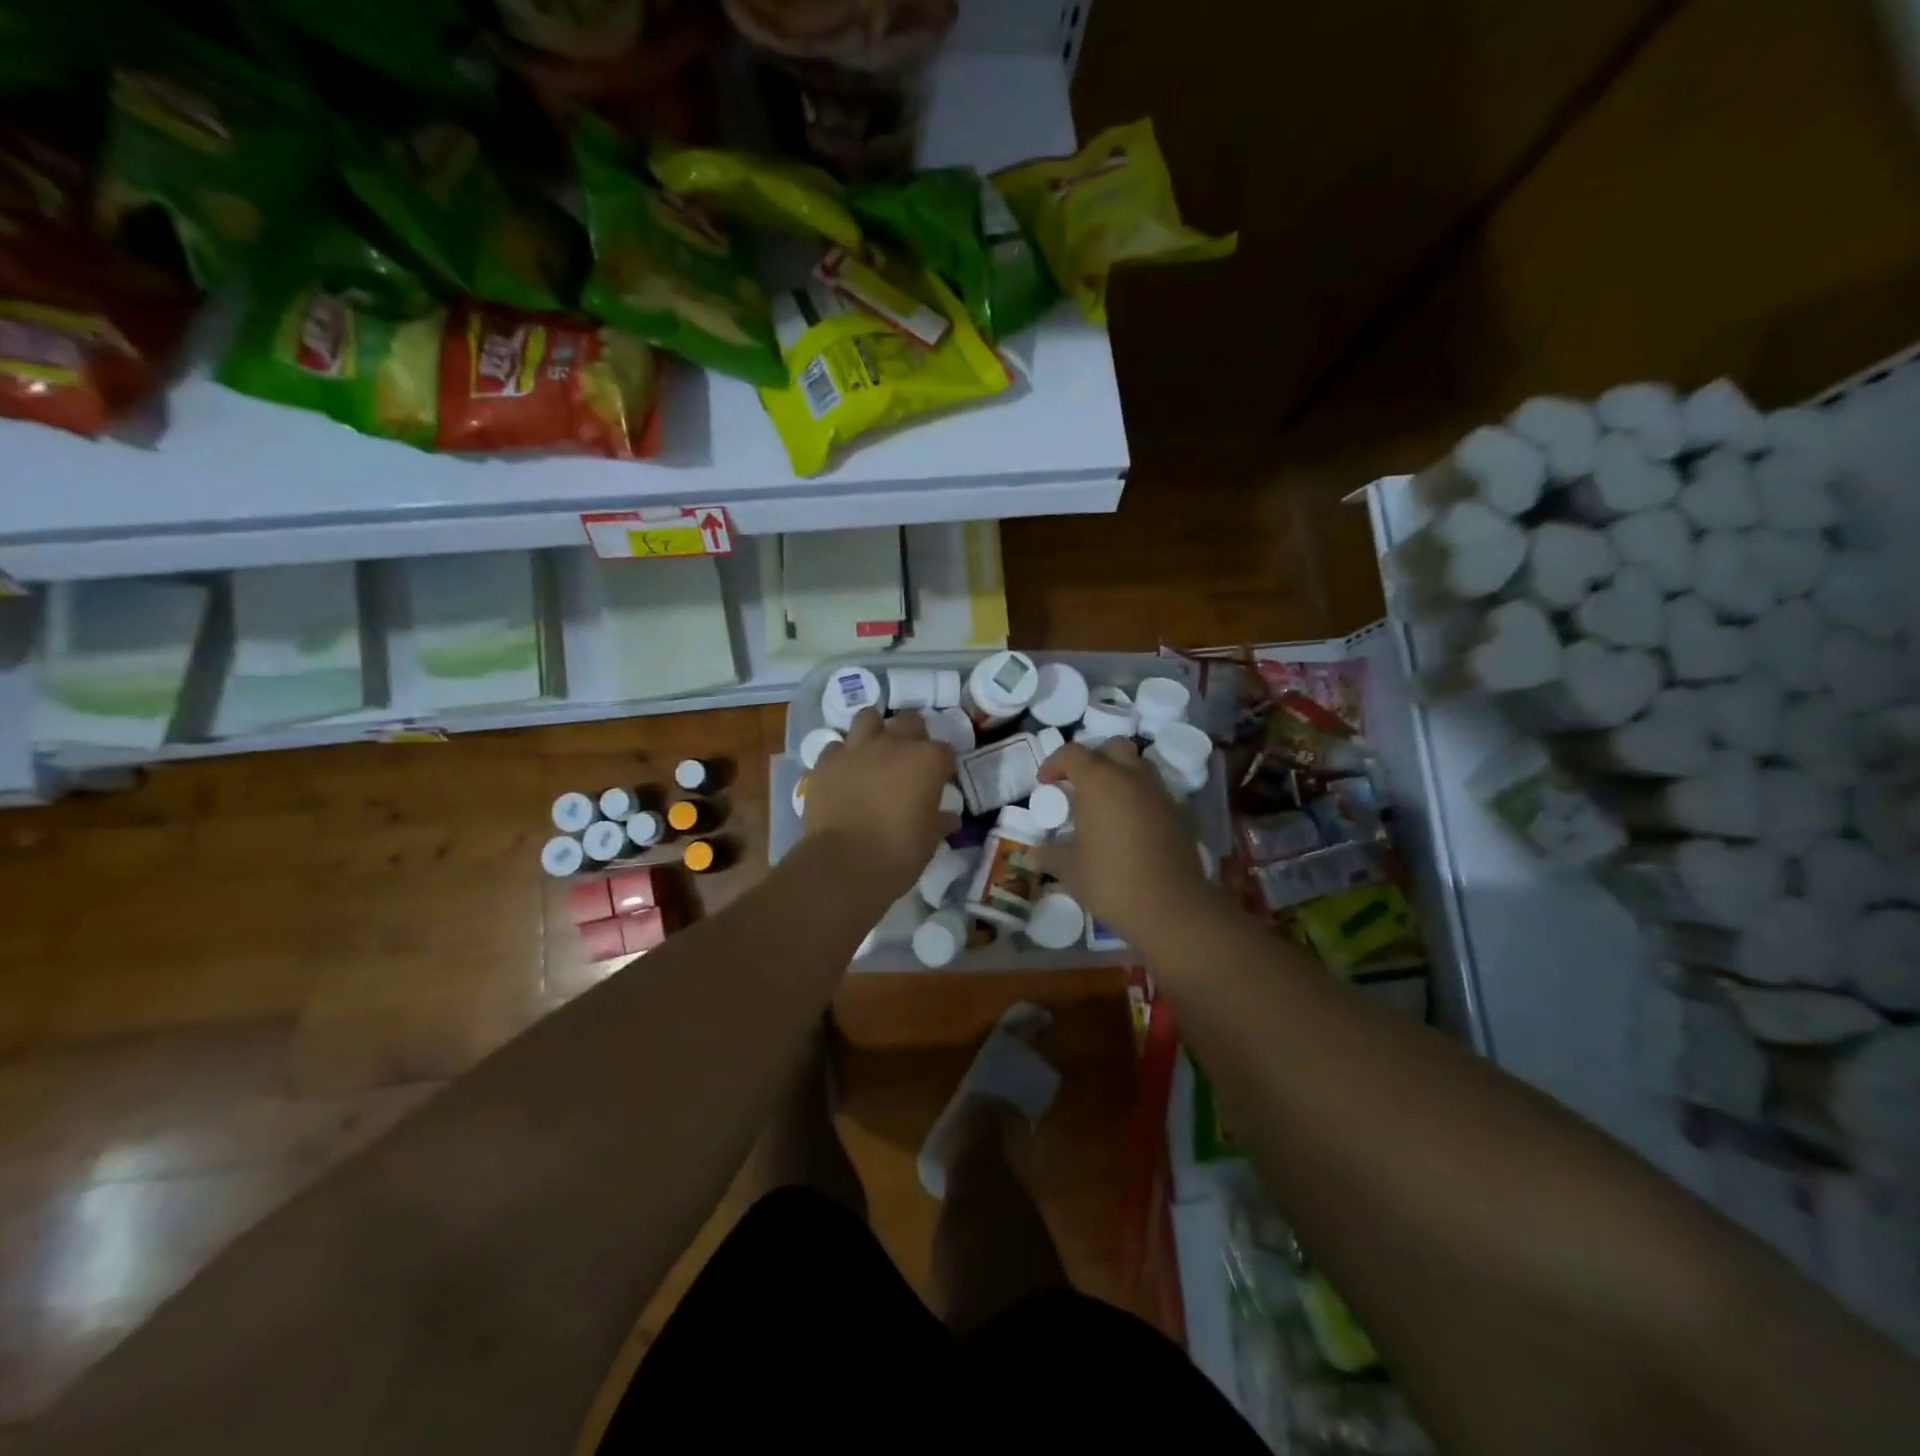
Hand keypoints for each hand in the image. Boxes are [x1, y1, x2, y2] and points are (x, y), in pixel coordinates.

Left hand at [804, 709, 957, 897]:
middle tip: (909, 761)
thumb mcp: (930, 840)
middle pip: (909, 722)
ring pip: (868, 718)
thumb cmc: (898, 853)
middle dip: (913, 736)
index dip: (943, 766)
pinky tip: (844, 773)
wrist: (843, 866)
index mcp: (927, 760)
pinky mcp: (826, 762)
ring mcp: (856, 749)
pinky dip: (842, 756)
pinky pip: (836, 747)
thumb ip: (941, 821)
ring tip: (875, 752)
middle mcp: (893, 744)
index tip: (940, 782)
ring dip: (875, 731)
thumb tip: (950, 818)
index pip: (944, 751)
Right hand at [1036, 740, 1213, 944]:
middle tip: (1079, 786)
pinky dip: (1139, 797)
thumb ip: (1049, 855)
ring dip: (1119, 775)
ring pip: (1138, 766)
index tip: (1045, 784)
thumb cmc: (1110, 880)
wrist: (1171, 906)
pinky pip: (1154, 791)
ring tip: (1105, 804)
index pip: (1072, 753)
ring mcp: (1159, 792)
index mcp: (1099, 780)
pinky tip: (1129, 826)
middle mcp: (1131, 776)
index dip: (1054, 764)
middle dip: (1093, 759)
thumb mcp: (1069, 869)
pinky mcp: (1179, 812)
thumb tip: (1032, 854)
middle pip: (1112, 748)